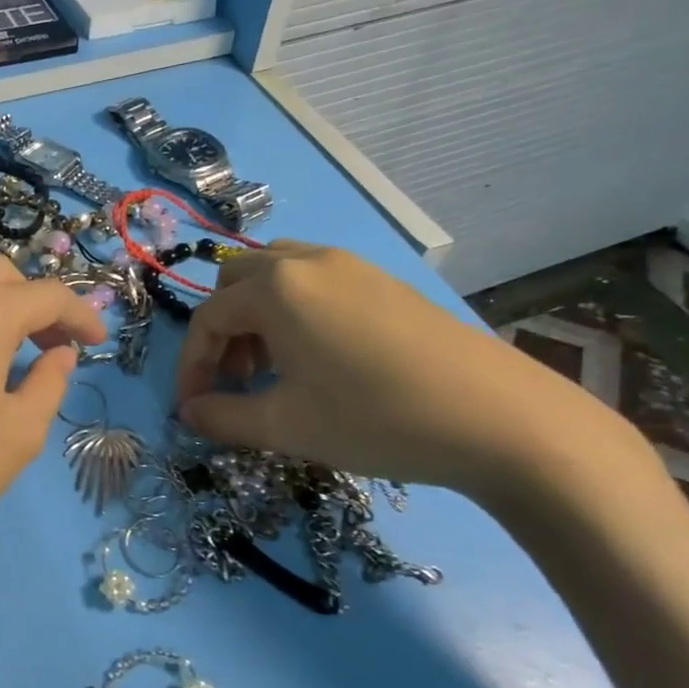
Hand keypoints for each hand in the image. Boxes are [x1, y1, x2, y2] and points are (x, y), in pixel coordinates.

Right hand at [175, 241, 627, 496]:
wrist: (499, 419)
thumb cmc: (375, 418)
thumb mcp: (285, 426)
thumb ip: (222, 417)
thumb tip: (189, 412)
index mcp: (276, 288)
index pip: (207, 318)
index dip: (191, 365)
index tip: (194, 408)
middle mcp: (307, 261)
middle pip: (236, 283)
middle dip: (223, 332)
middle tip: (236, 381)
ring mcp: (351, 265)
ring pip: (276, 275)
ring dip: (257, 316)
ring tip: (273, 368)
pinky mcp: (384, 281)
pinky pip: (315, 281)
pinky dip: (294, 311)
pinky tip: (318, 357)